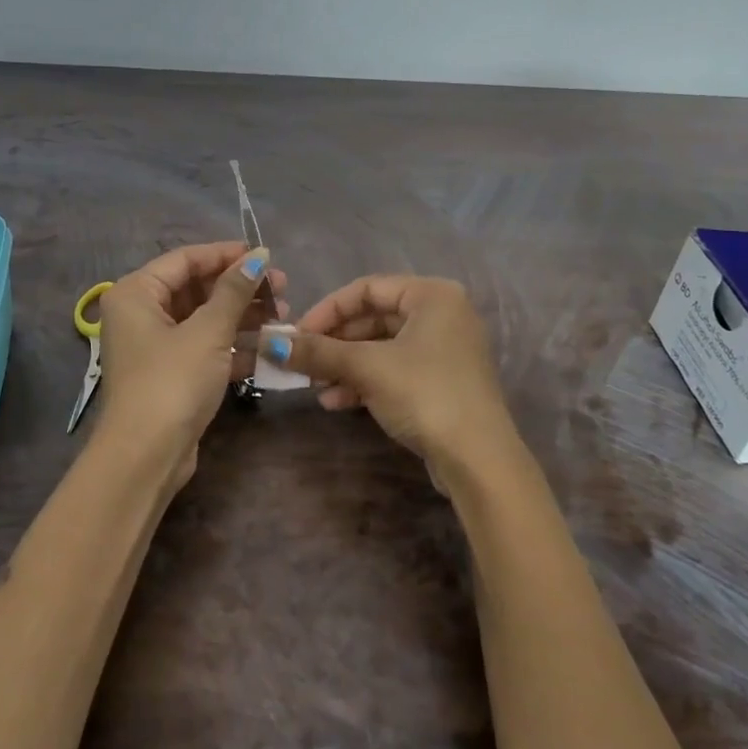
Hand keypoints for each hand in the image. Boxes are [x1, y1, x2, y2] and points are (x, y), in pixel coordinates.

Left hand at [94, 242, 286, 487]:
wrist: (146, 456)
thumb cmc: (172, 381)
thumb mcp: (208, 331)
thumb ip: (234, 291)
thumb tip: (258, 256)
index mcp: (137, 293)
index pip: (186, 259)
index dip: (226, 255)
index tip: (265, 255)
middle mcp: (141, 314)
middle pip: (197, 289)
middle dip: (241, 289)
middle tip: (282, 288)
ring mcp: (156, 347)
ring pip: (205, 320)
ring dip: (243, 317)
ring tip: (283, 316)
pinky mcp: (171, 374)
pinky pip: (206, 348)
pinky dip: (234, 346)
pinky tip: (269, 348)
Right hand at [267, 275, 526, 490]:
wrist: (478, 460)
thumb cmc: (424, 394)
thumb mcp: (366, 367)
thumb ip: (318, 351)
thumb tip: (269, 343)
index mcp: (432, 294)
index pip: (366, 288)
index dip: (326, 310)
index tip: (296, 335)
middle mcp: (442, 314)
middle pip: (373, 318)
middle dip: (334, 343)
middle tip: (303, 363)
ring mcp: (444, 349)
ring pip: (381, 347)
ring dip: (345, 366)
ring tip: (316, 388)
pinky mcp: (441, 381)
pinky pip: (394, 369)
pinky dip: (365, 381)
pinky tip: (336, 403)